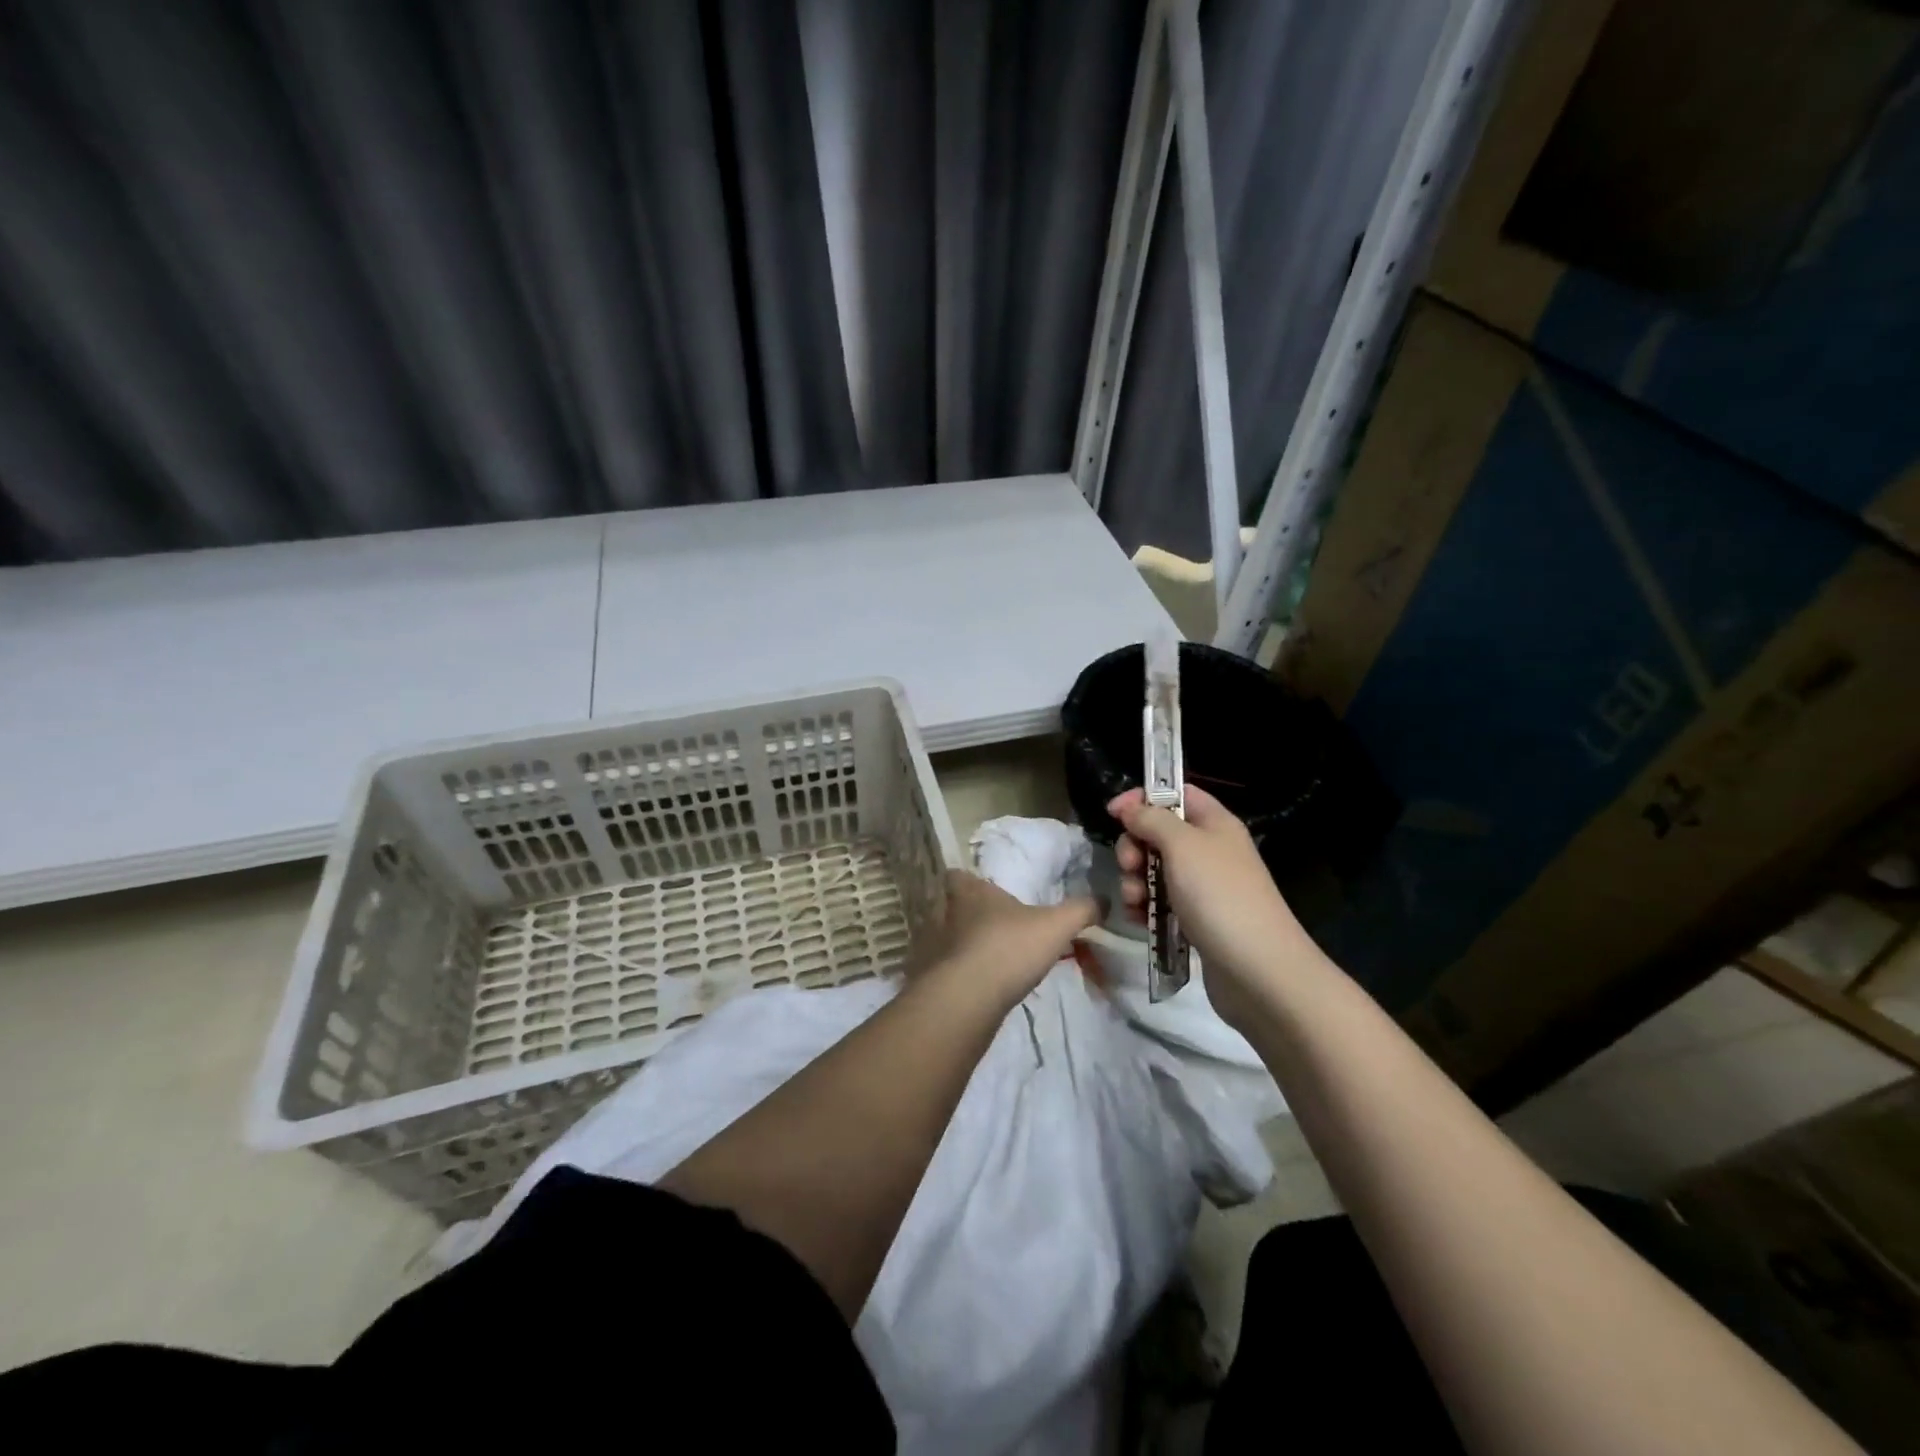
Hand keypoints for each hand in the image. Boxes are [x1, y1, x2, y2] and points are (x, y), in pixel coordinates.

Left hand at [921, 870, 1097, 1005]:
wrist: (969, 998)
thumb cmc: (1009, 946)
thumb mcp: (1056, 925)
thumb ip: (1081, 910)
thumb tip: (1104, 899)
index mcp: (969, 892)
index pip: (957, 876)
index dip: (968, 880)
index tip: (984, 889)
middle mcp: (947, 915)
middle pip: (953, 908)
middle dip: (973, 916)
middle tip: (998, 926)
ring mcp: (937, 948)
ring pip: (952, 940)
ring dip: (969, 946)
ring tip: (996, 958)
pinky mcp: (935, 979)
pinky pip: (951, 970)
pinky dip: (965, 974)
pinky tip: (986, 985)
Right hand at [1107, 785, 1311, 1027]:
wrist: (1258, 970)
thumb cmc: (1220, 896)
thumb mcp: (1182, 846)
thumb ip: (1152, 820)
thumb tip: (1130, 807)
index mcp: (1215, 824)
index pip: (1177, 794)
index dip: (1144, 798)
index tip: (1113, 813)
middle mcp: (1210, 851)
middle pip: (1159, 834)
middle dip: (1134, 847)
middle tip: (1129, 866)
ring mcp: (1204, 887)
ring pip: (1155, 870)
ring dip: (1135, 881)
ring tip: (1135, 901)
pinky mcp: (1196, 920)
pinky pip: (1160, 902)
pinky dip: (1145, 907)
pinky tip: (1138, 920)